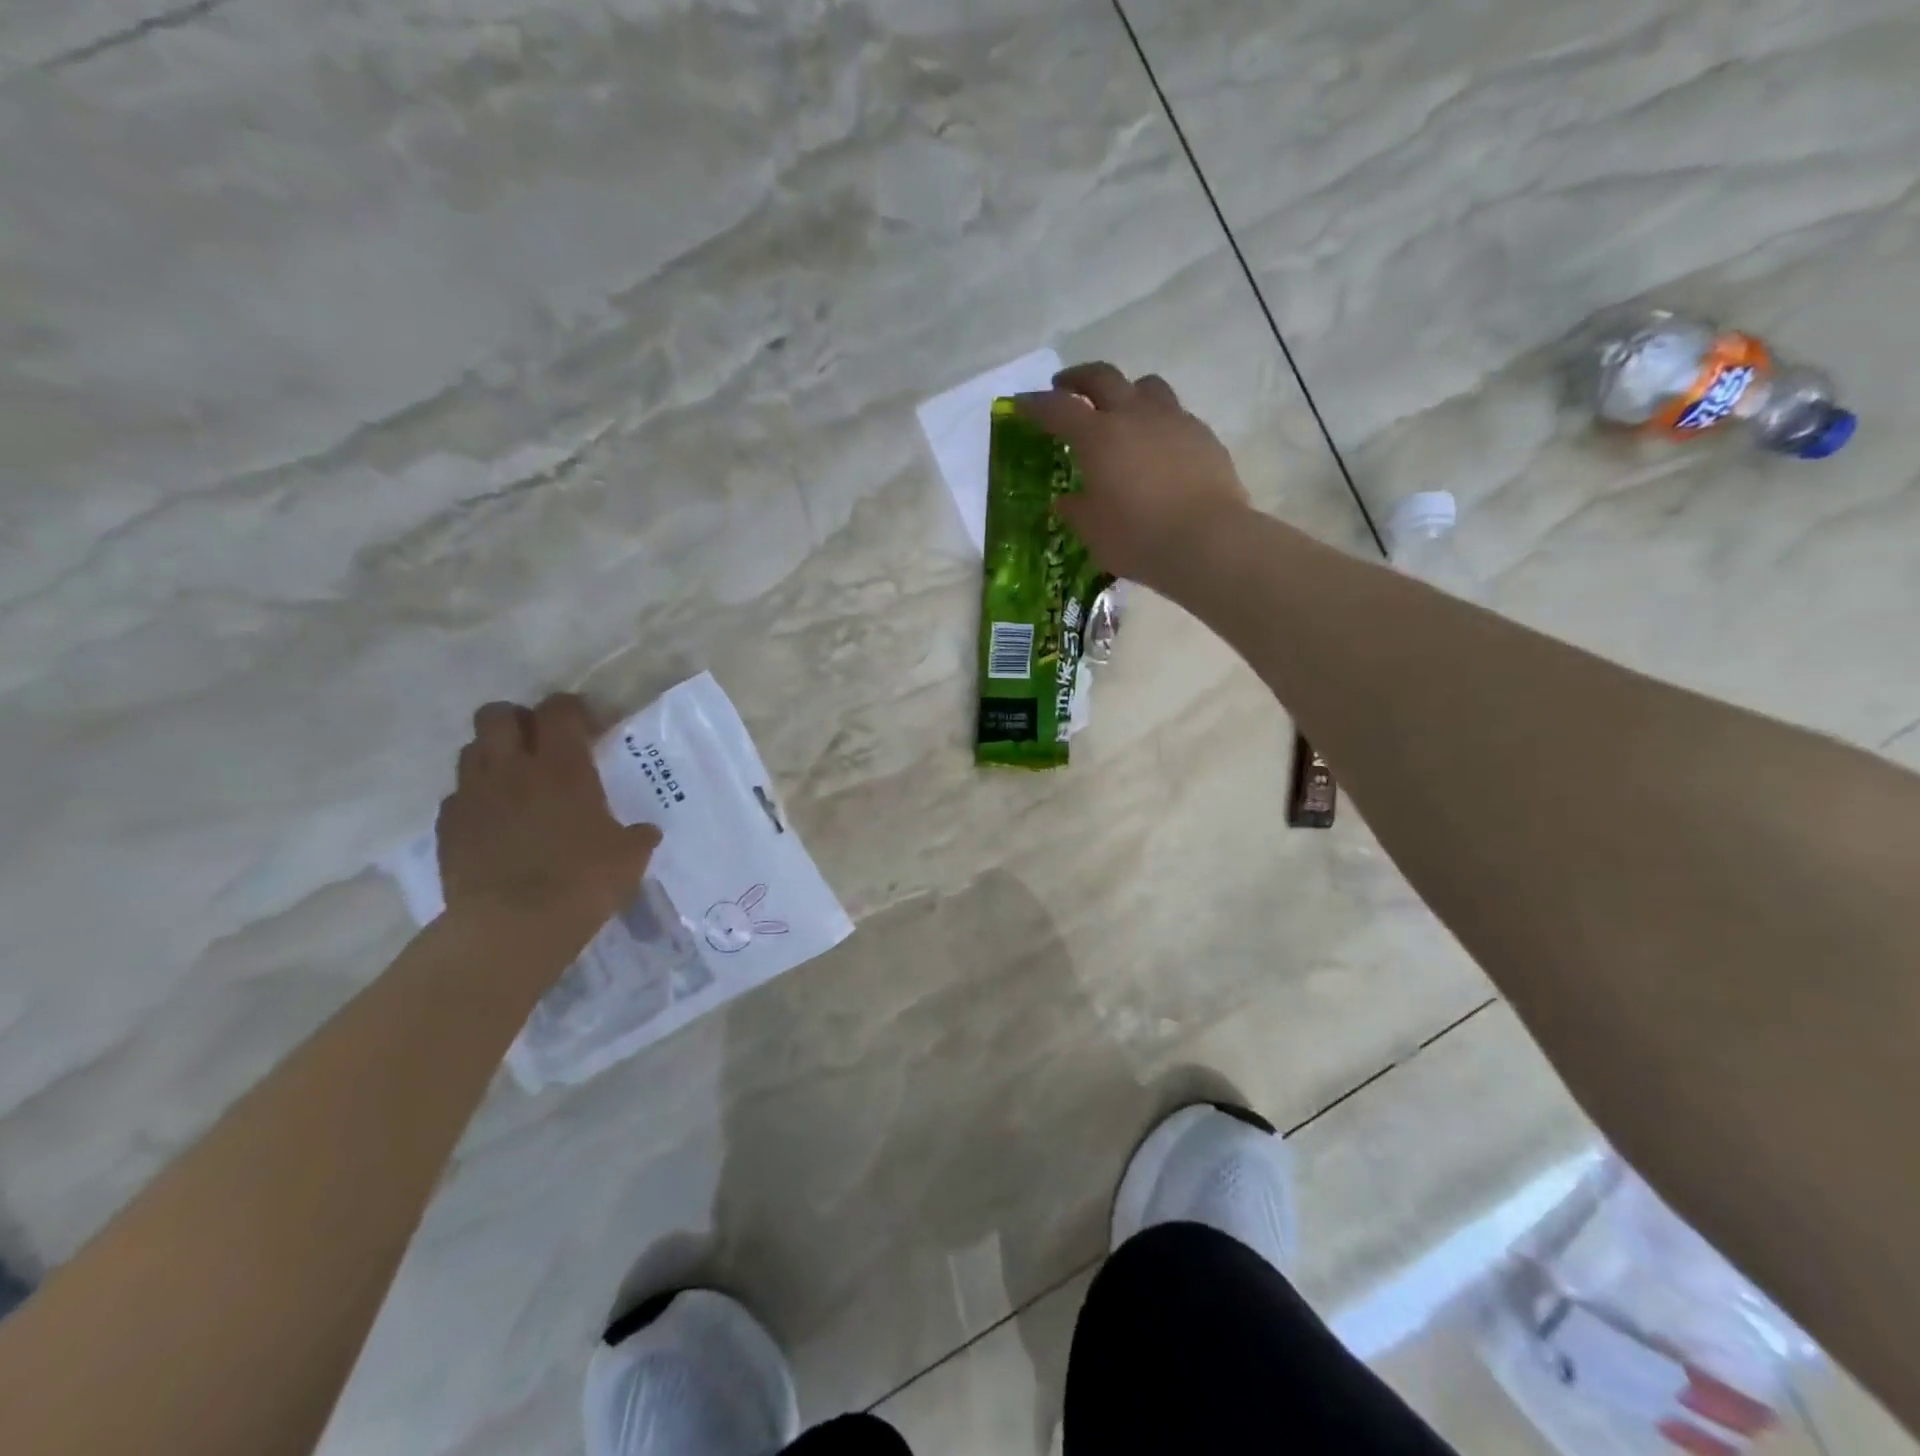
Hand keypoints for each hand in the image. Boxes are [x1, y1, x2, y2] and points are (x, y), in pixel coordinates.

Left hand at [437, 694, 660, 937]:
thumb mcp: (629, 856)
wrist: (512, 926)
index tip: (591, 729)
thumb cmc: (582, 880)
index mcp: (562, 766)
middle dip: (519, 720)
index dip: (574, 710)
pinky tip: (495, 822)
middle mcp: (512, 768)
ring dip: (493, 755)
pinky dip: (476, 799)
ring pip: (472, 749)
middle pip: (498, 714)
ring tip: (516, 781)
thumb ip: (636, 835)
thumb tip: (645, 831)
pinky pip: (458, 796)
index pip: (559, 709)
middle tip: (542, 745)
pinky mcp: (448, 827)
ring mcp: (473, 796)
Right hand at [1015, 362, 1250, 588]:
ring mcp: (1173, 420)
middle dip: (1079, 379)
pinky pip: (1174, 414)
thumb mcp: (1093, 531)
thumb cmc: (1138, 538)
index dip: (1036, 404)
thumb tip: (1068, 500)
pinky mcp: (1203, 436)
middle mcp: (1134, 416)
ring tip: (1120, 410)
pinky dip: (1157, 421)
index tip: (1021, 403)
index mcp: (1098, 436)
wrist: (1207, 541)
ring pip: (1145, 386)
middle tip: (1066, 387)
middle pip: (1103, 377)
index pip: (1058, 409)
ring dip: (1126, 391)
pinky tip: (1157, 446)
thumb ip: (1077, 509)